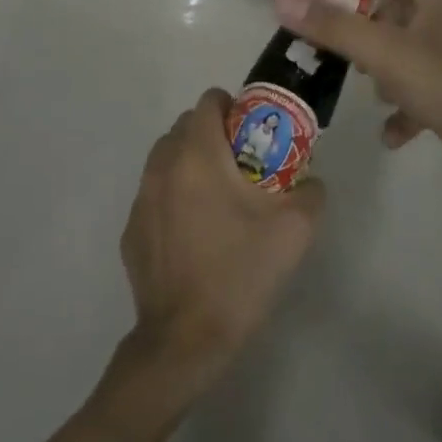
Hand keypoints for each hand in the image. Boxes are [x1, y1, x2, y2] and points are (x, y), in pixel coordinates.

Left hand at [118, 89, 324, 393]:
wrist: (187, 339)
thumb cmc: (241, 273)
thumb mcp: (296, 230)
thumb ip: (310, 191)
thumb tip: (308, 180)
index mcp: (198, 156)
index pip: (208, 102)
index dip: (233, 107)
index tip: (253, 131)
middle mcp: (162, 168)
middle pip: (184, 127)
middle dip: (212, 134)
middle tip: (242, 164)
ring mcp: (141, 200)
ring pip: (165, 159)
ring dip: (190, 162)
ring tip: (217, 197)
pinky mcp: (131, 231)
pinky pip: (154, 194)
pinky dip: (173, 196)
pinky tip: (195, 232)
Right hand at [273, 0, 441, 203]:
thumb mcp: (388, 57)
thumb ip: (334, 28)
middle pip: (398, 5)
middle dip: (365, 28)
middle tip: (339, 51)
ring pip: (411, 45)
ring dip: (385, 67)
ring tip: (368, 91)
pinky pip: (429, 82)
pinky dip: (408, 102)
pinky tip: (393, 133)